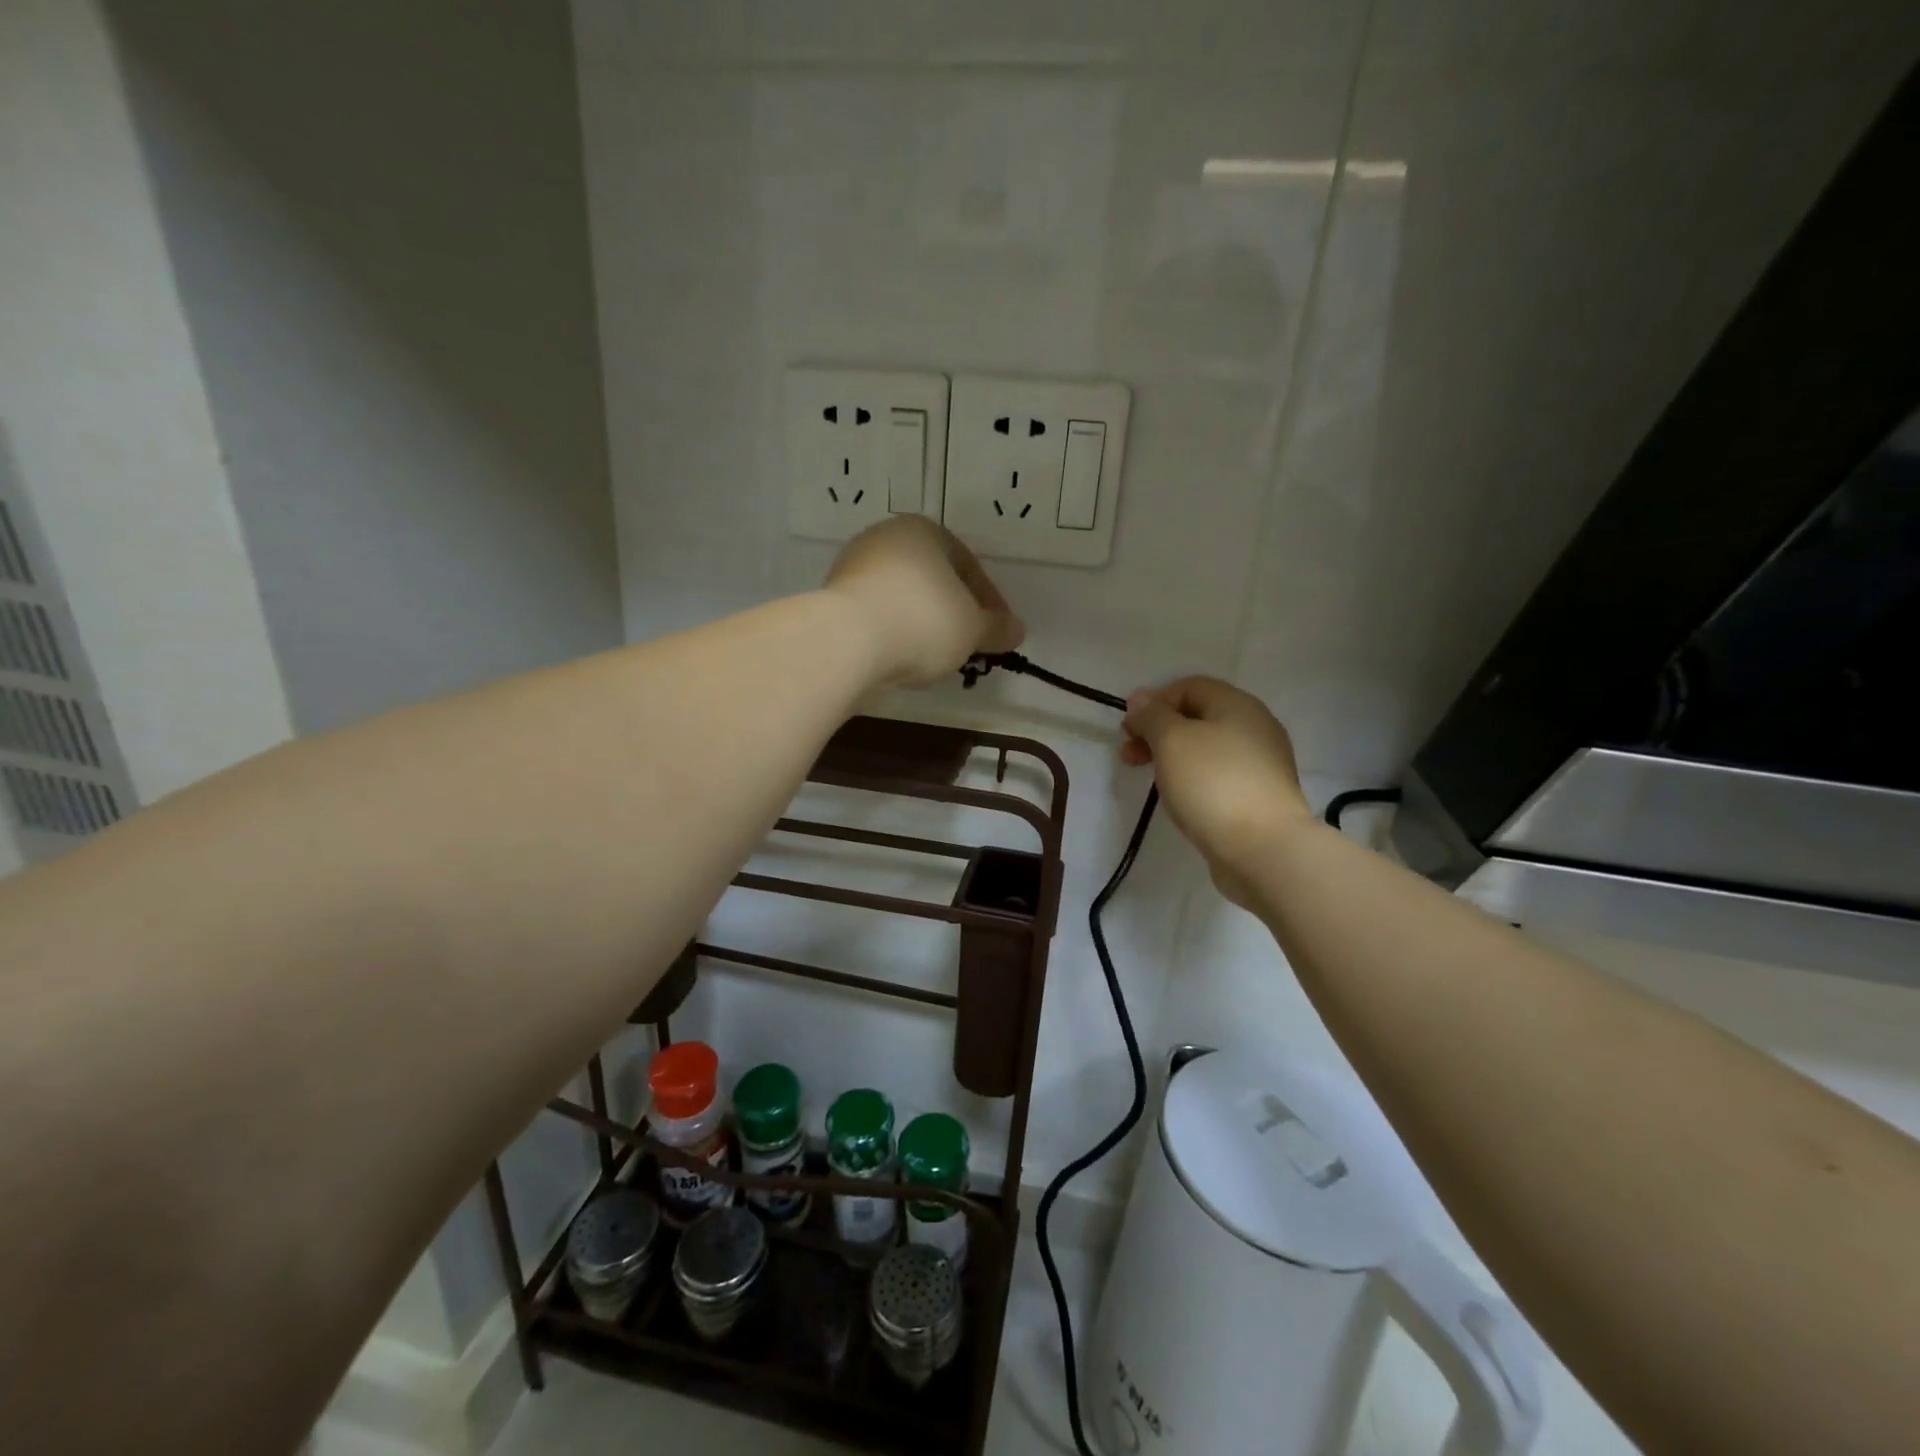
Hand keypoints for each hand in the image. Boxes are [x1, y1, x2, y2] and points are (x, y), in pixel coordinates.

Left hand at [825, 517, 1024, 686]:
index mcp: (923, 531)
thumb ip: (996, 628)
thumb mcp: (971, 628)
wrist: (847, 643)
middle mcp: (885, 539)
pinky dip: (896, 633)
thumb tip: (1017, 631)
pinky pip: (878, 616)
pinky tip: (905, 658)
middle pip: (933, 580)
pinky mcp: (833, 600)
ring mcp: (853, 568)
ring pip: (904, 598)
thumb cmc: (922, 621)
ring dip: (924, 624)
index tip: (1000, 632)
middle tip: (970, 644)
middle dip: (954, 611)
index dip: (990, 602)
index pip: (968, 565)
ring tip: (939, 657)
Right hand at [1121, 677, 1313, 905]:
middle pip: (1199, 717)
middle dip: (1159, 732)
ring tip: (1153, 781)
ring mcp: (1262, 764)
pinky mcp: (1260, 796)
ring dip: (1174, 758)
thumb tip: (1141, 699)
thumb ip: (1153, 716)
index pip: (1189, 686)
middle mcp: (1255, 727)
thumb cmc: (1213, 784)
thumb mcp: (1172, 741)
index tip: (1129, 731)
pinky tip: (1183, 800)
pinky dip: (1195, 780)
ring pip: (1208, 749)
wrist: (1264, 849)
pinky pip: (1220, 776)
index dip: (1154, 702)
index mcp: (1237, 705)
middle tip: (1130, 758)